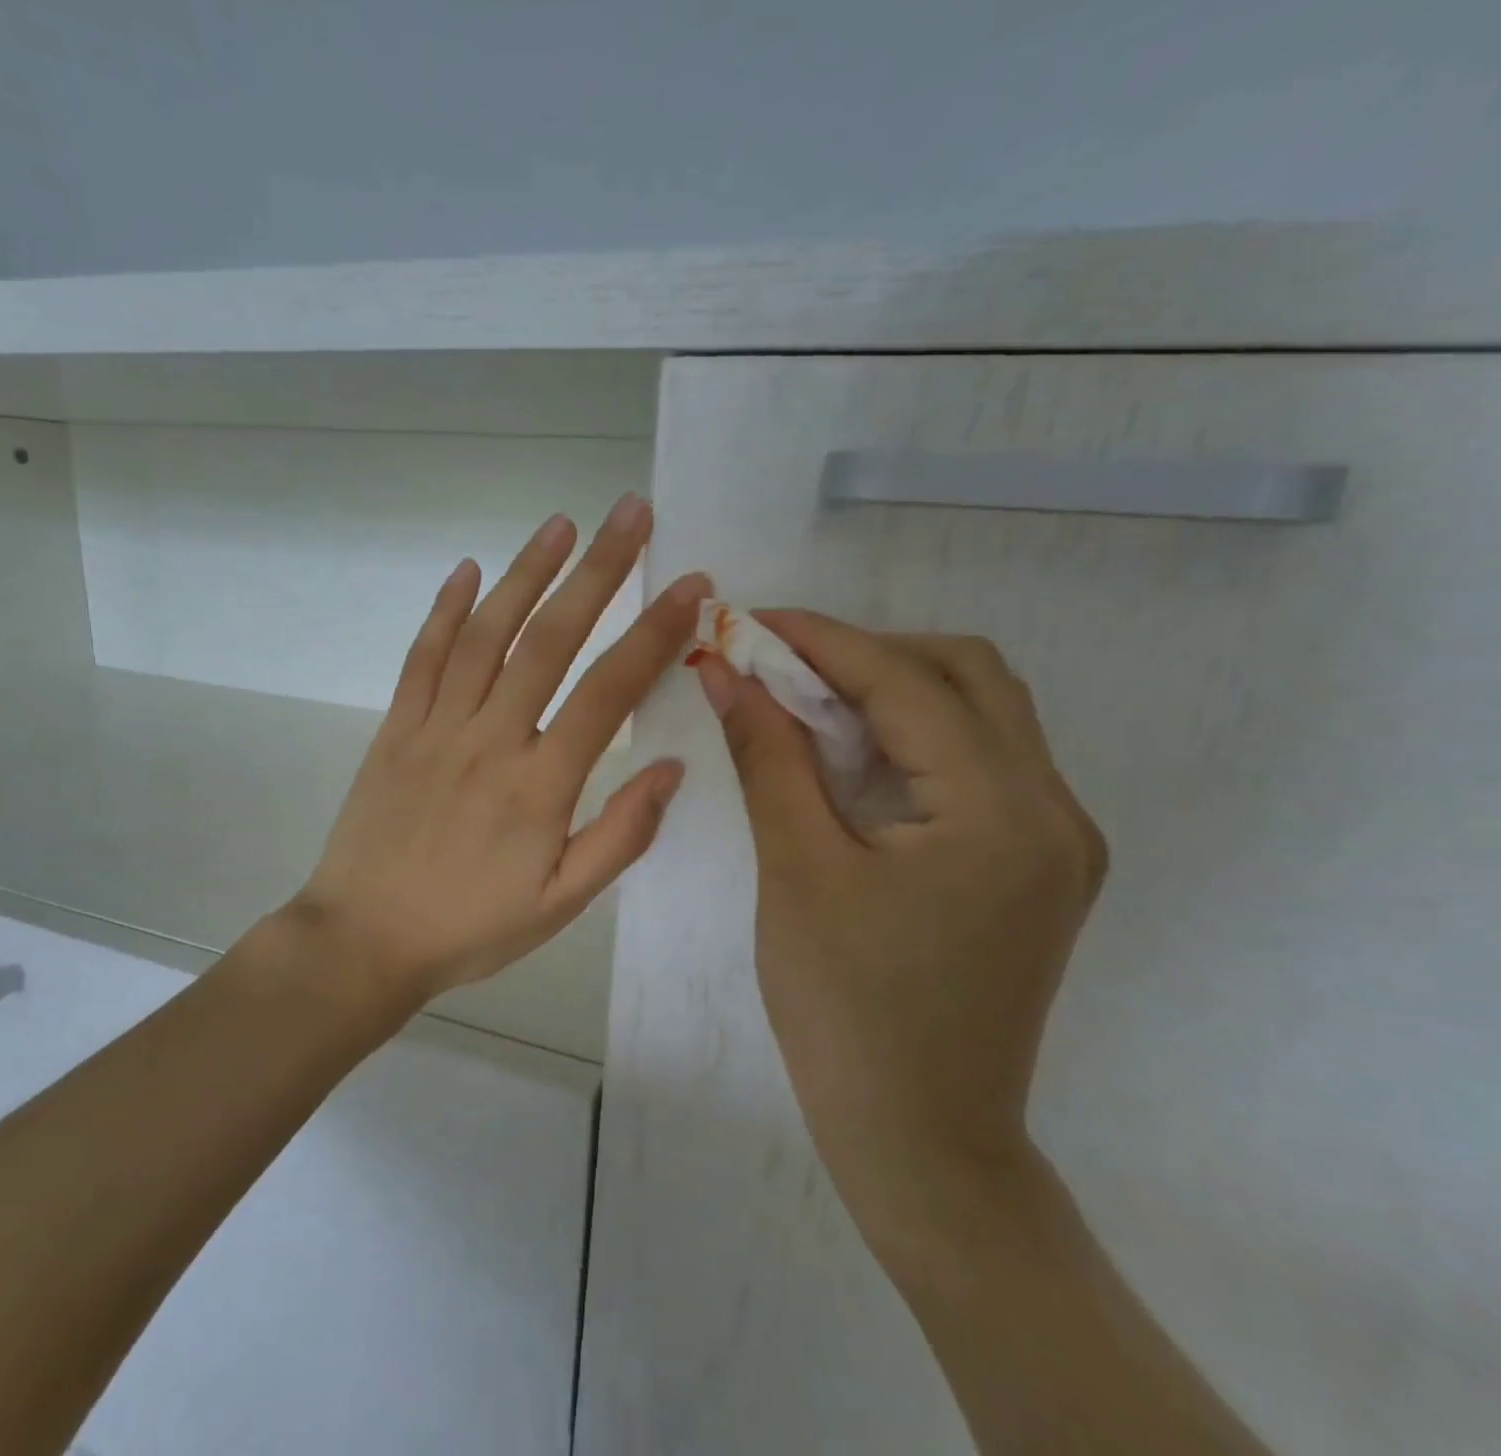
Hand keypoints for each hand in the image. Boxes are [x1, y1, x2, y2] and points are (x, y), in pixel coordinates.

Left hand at [293, 496, 709, 1003]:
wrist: (363, 940)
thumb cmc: (470, 927)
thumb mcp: (561, 904)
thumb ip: (621, 836)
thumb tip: (670, 768)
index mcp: (540, 785)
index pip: (608, 691)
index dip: (655, 633)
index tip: (691, 586)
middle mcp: (490, 739)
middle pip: (550, 640)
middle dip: (598, 571)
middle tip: (631, 513)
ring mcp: (436, 727)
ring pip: (486, 634)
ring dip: (525, 573)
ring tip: (561, 524)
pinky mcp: (396, 728)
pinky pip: (423, 658)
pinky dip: (445, 610)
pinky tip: (466, 571)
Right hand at [695, 615, 1106, 1235]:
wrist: (920, 1138)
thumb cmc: (846, 1011)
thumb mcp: (797, 871)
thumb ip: (769, 756)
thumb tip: (727, 671)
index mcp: (1001, 812)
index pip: (906, 683)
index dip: (821, 640)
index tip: (749, 621)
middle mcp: (1054, 810)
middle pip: (967, 675)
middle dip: (867, 653)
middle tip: (781, 667)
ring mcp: (1056, 839)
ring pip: (980, 713)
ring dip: (892, 690)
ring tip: (805, 704)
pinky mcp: (1035, 865)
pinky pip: (979, 763)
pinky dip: (912, 738)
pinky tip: (851, 757)